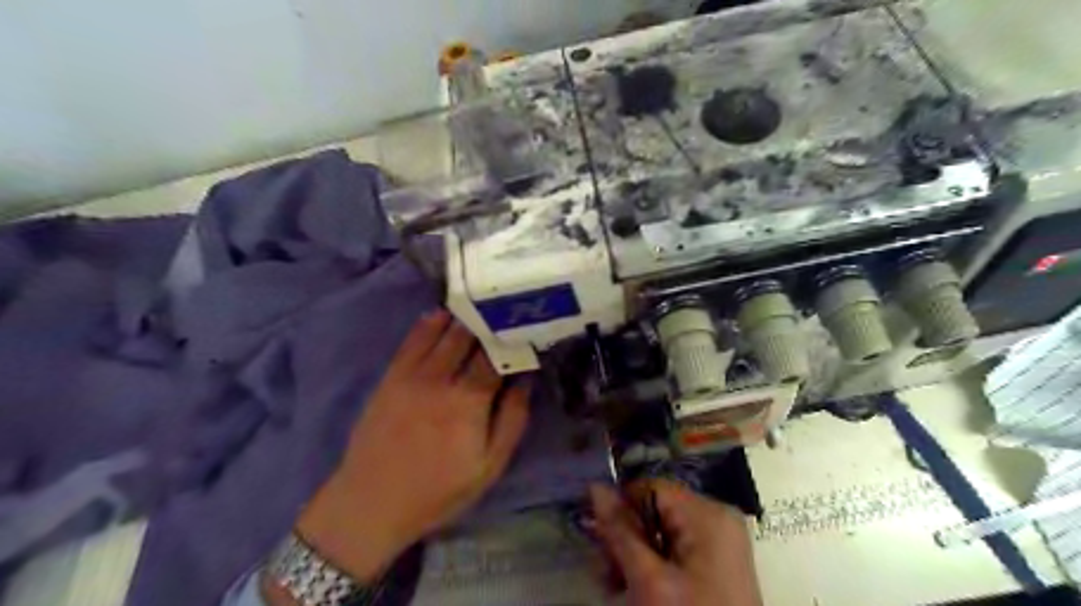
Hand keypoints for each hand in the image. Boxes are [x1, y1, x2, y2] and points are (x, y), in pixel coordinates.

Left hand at [292, 309, 528, 578]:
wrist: (372, 502)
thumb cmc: (438, 490)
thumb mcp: (489, 466)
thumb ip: (512, 420)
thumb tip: (525, 380)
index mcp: (469, 402)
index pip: (496, 357)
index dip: (512, 340)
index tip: (525, 329)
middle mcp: (441, 379)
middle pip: (470, 337)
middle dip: (489, 322)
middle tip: (504, 312)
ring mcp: (412, 374)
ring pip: (443, 332)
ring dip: (463, 317)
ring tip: (479, 306)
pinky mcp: (391, 376)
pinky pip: (412, 339)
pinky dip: (429, 323)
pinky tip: (442, 315)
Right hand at [591, 480, 758, 602]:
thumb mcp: (649, 579)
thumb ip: (620, 531)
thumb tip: (595, 487)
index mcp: (706, 512)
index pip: (649, 487)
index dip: (621, 507)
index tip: (599, 537)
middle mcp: (716, 517)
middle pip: (655, 509)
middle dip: (626, 537)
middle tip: (607, 570)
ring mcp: (720, 540)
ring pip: (662, 531)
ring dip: (635, 553)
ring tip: (616, 584)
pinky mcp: (718, 561)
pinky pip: (677, 548)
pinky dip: (655, 563)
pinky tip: (639, 587)